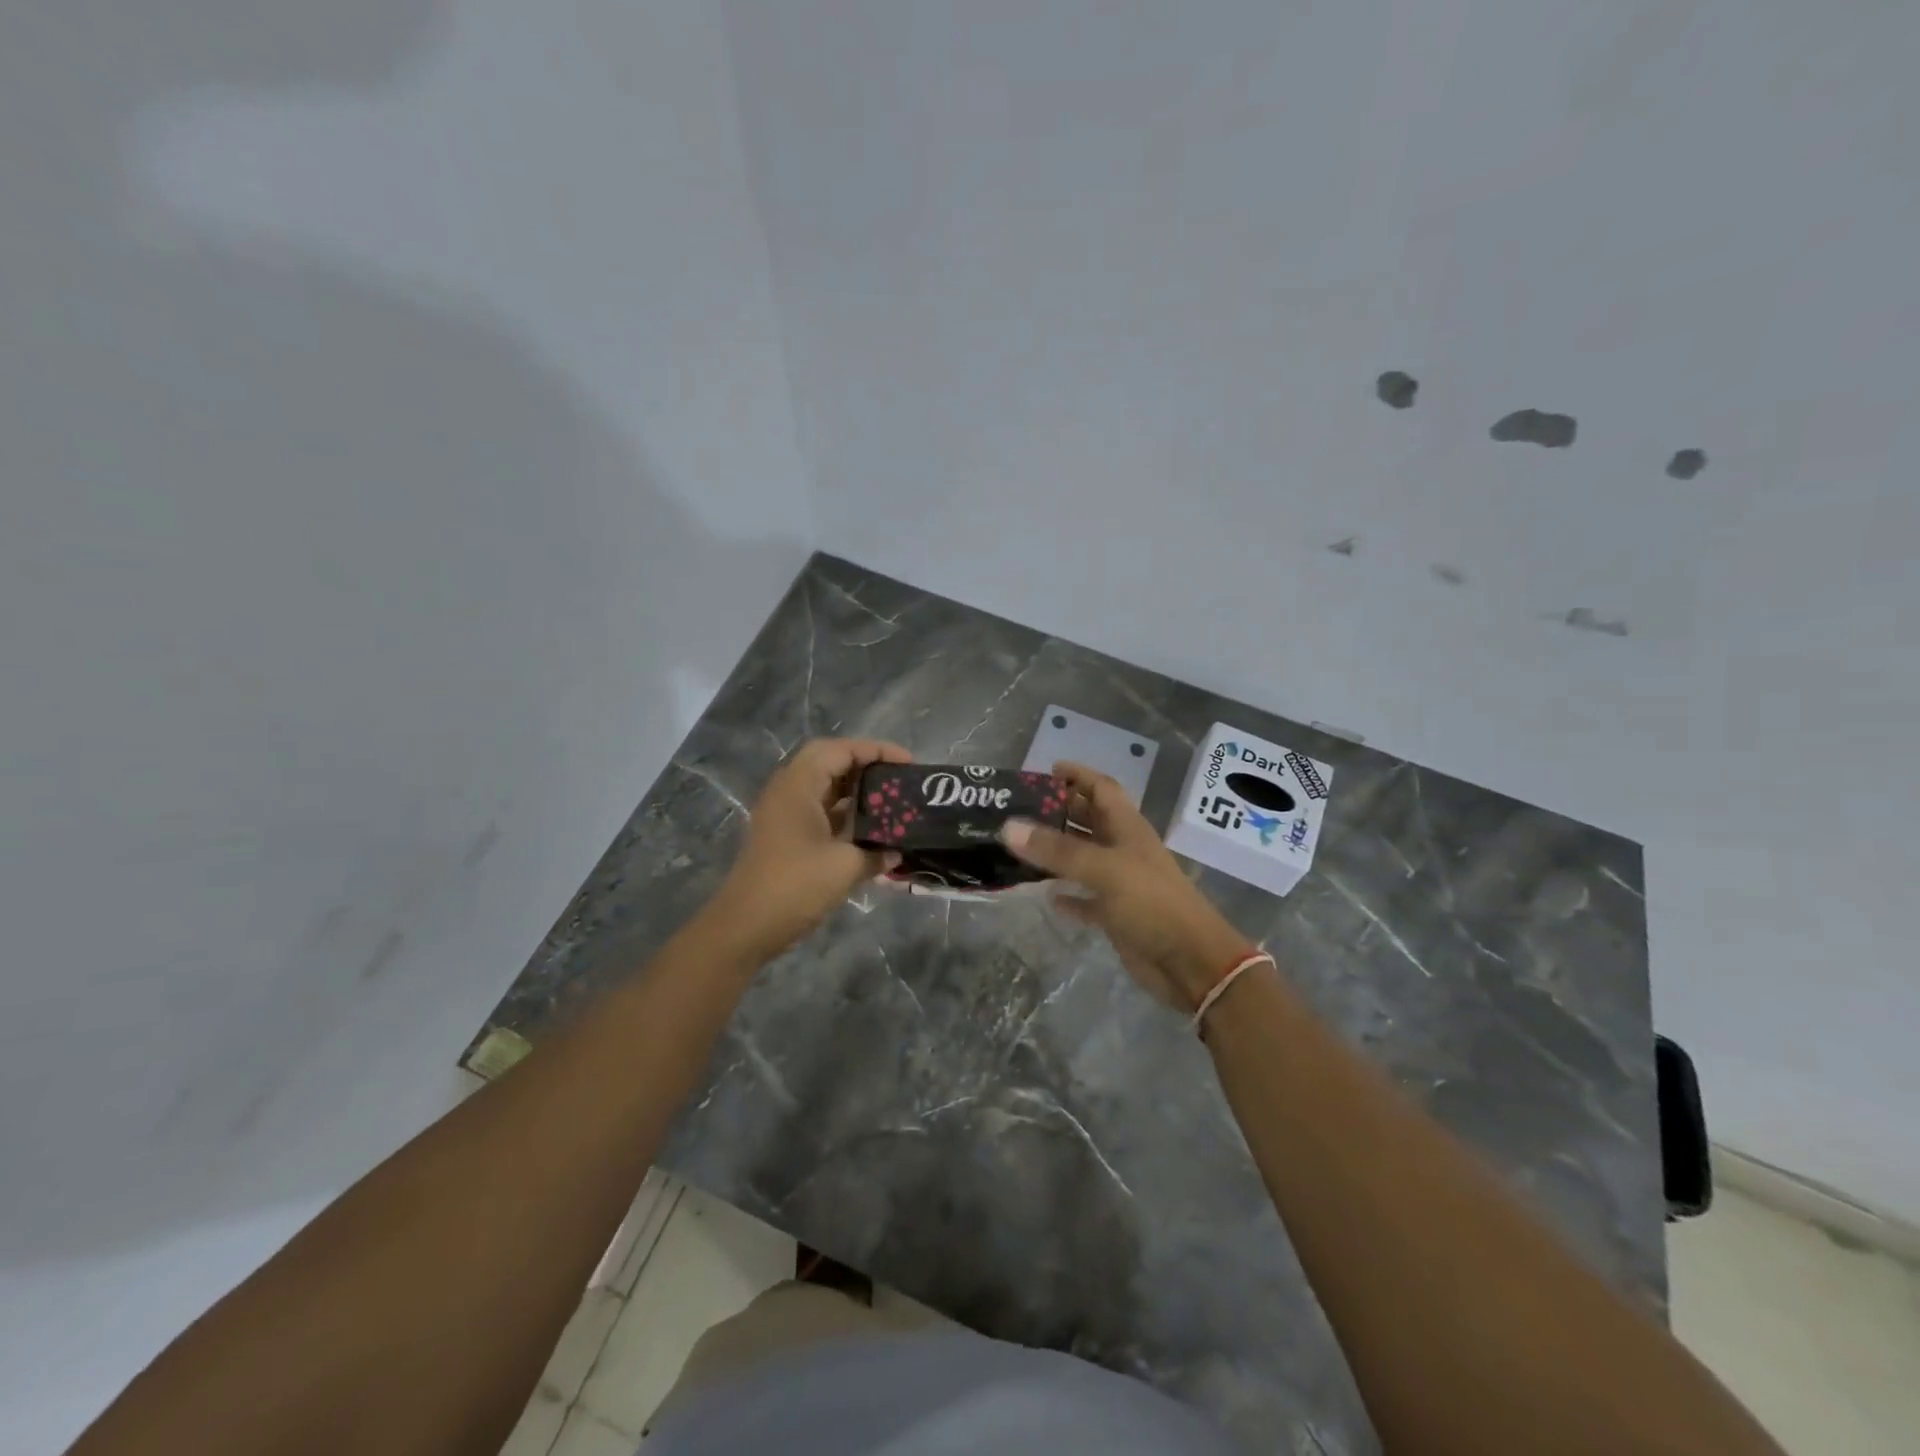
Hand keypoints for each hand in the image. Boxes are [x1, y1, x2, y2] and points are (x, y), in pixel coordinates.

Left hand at [707, 737, 910, 958]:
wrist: (745, 927)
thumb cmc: (795, 886)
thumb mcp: (845, 867)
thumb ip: (876, 853)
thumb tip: (896, 852)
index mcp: (798, 786)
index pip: (839, 750)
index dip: (875, 750)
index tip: (907, 763)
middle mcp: (787, 792)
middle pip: (829, 763)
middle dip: (865, 766)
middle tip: (896, 779)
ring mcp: (783, 815)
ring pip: (824, 788)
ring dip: (855, 792)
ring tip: (889, 802)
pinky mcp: (784, 837)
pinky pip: (819, 812)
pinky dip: (844, 814)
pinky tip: (869, 831)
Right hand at [1001, 762, 1255, 1010]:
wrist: (1191, 963)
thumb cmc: (1152, 904)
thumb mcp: (1104, 869)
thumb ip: (1057, 850)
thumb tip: (1008, 827)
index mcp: (1127, 828)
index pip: (1102, 789)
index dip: (1078, 775)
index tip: (1046, 770)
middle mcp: (1123, 850)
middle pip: (1090, 821)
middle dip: (1060, 811)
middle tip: (1020, 808)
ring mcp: (1120, 883)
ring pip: (1083, 858)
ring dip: (1057, 852)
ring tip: (1020, 846)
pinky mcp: (1116, 915)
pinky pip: (1085, 899)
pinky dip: (1067, 895)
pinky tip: (1045, 895)